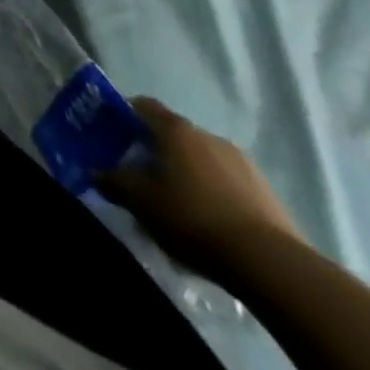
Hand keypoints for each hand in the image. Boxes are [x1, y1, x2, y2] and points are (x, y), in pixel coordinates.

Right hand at [97, 97, 303, 282]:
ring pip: (205, 159)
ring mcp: (244, 164)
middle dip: (159, 150)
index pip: (143, 105)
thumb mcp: (140, 201)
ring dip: (190, 173)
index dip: (126, 114)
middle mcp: (209, 136)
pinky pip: (230, 183)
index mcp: (176, 130)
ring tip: (181, 202)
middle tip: (144, 174)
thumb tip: (97, 173)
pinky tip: (212, 221)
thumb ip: (113, 181)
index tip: (115, 133)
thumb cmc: (192, 217)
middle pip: (175, 134)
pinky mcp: (269, 194)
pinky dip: (216, 193)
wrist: (272, 264)